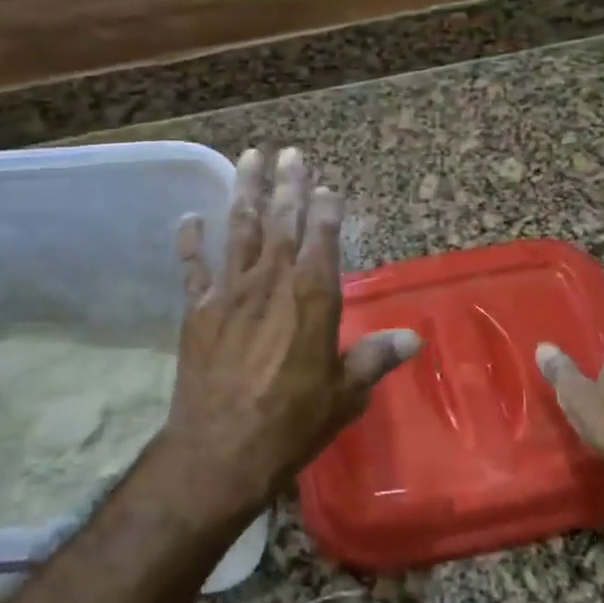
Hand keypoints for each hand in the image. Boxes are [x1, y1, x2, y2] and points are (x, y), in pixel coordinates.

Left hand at [157, 147, 420, 521]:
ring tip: (250, 158)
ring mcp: (230, 291)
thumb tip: (413, 339)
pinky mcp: (198, 309)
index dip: (327, 208)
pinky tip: (190, 216)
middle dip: (288, 184)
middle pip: (282, 221)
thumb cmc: (291, 423)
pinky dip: (191, 240)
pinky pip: (194, 266)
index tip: (329, 185)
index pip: (323, 238)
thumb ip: (375, 359)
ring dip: (245, 192)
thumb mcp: (344, 395)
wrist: (220, 450)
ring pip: (240, 229)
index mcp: (312, 298)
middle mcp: (272, 282)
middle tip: (290, 152)